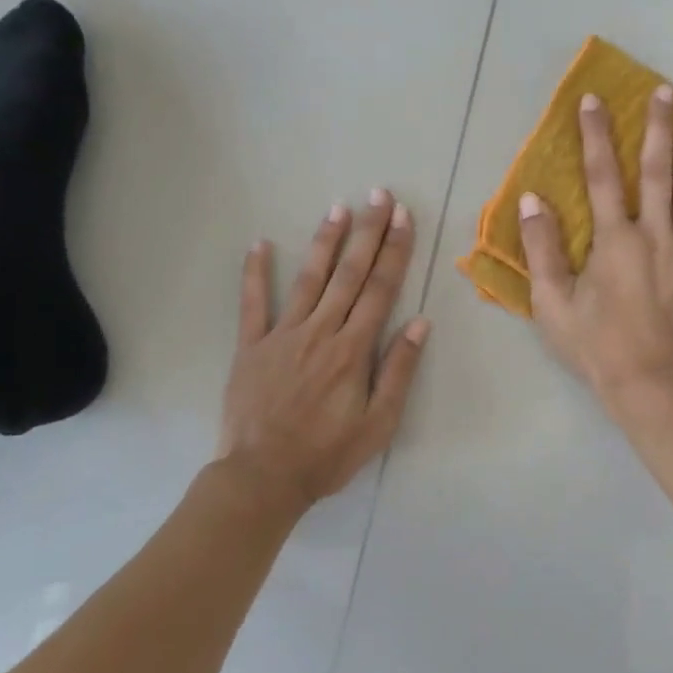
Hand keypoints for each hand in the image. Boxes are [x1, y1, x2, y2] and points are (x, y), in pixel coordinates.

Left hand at [218, 190, 430, 507]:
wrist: (263, 477)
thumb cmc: (327, 454)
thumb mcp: (378, 423)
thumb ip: (398, 371)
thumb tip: (420, 323)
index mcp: (353, 349)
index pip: (380, 289)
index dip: (394, 251)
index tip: (403, 218)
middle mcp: (320, 331)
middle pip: (349, 274)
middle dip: (367, 233)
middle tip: (379, 196)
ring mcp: (282, 335)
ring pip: (308, 279)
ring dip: (325, 242)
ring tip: (338, 208)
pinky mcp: (252, 346)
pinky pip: (252, 304)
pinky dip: (255, 273)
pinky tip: (259, 244)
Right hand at [518, 84, 672, 402]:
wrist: (651, 384)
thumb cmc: (596, 346)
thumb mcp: (552, 302)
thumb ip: (541, 248)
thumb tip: (532, 200)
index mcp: (614, 240)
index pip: (601, 176)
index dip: (595, 136)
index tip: (594, 100)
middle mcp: (655, 235)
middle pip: (656, 172)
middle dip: (658, 128)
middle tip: (665, 91)